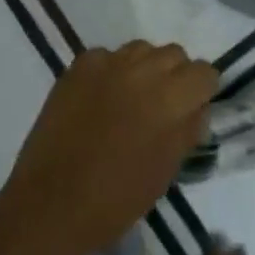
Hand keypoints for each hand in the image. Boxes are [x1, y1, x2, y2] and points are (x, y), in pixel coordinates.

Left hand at [0, 42, 218, 254]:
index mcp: (172, 99)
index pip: (204, 72)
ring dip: (144, 68)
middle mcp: (144, 70)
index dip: (201, 91)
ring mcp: (109, 63)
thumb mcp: (166, 171)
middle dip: (174, 76)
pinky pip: (107, 56)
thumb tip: (197, 108)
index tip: (191, 109)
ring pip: (142, 49)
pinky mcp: (79, 66)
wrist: (50, 205)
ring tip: (130, 98)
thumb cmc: (116, 199)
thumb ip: (187, 130)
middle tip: (161, 105)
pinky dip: (109, 72)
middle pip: (175, 54)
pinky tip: (99, 99)